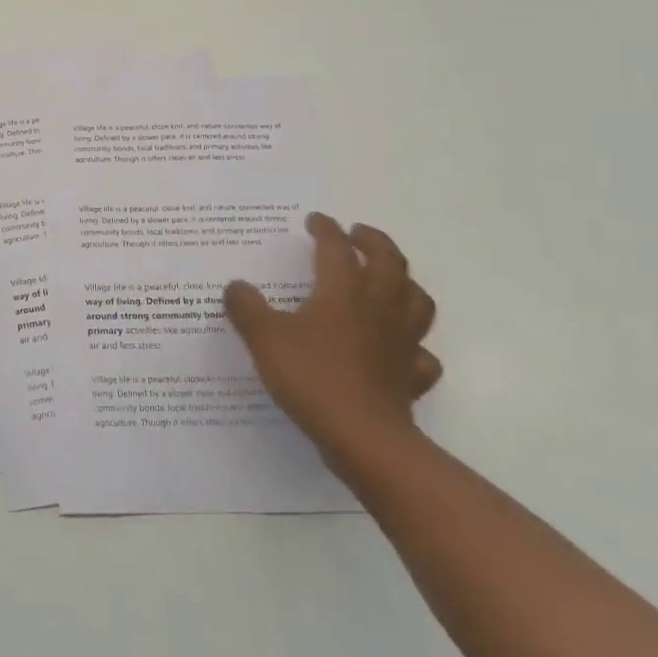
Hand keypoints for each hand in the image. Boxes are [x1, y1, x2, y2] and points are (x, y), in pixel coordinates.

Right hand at [225, 213, 440, 470]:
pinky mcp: (412, 375)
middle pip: (390, 262)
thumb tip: (236, 285)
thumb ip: (246, 308)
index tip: (315, 220)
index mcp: (343, 291)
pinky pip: (422, 353)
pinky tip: (399, 347)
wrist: (362, 436)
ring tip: (387, 280)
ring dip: (404, 283)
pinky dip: (414, 344)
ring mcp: (402, 342)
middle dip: (374, 241)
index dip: (326, 229)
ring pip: (416, 300)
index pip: (337, 248)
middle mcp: (378, 307)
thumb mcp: (264, 338)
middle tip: (358, 234)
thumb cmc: (312, 377)